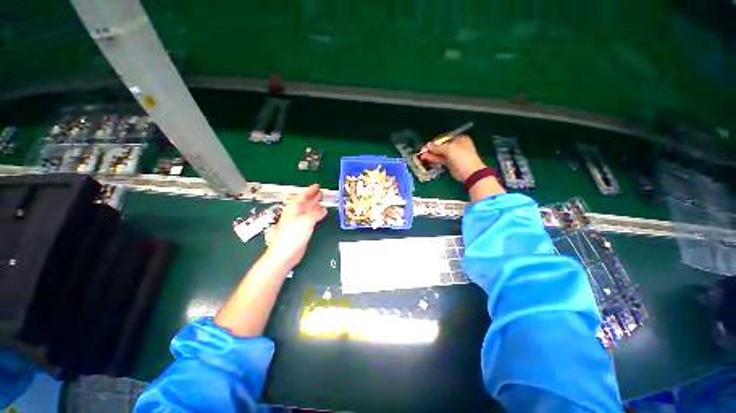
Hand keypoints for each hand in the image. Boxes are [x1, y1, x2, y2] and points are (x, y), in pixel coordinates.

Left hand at [266, 184, 326, 268]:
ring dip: (315, 205)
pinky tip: (321, 214)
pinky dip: (316, 214)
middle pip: (305, 202)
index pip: (303, 195)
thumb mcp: (305, 221)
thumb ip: (315, 214)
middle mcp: (295, 214)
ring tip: (322, 200)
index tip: (317, 186)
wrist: (284, 255)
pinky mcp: (302, 230)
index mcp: (293, 208)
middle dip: (313, 196)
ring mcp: (298, 222)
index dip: (310, 190)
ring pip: (308, 209)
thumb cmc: (290, 237)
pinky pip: (311, 218)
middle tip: (321, 192)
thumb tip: (323, 210)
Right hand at [419, 135, 486, 181]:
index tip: (427, 145)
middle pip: (442, 146)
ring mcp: (453, 156)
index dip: (436, 141)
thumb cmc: (461, 157)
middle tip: (422, 151)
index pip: (445, 138)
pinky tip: (427, 159)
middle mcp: (457, 146)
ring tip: (422, 156)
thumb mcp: (449, 149)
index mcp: (460, 139)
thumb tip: (428, 145)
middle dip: (432, 149)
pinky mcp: (450, 164)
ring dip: (431, 155)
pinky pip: (441, 160)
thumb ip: (438, 147)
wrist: (469, 172)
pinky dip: (434, 160)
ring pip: (440, 154)